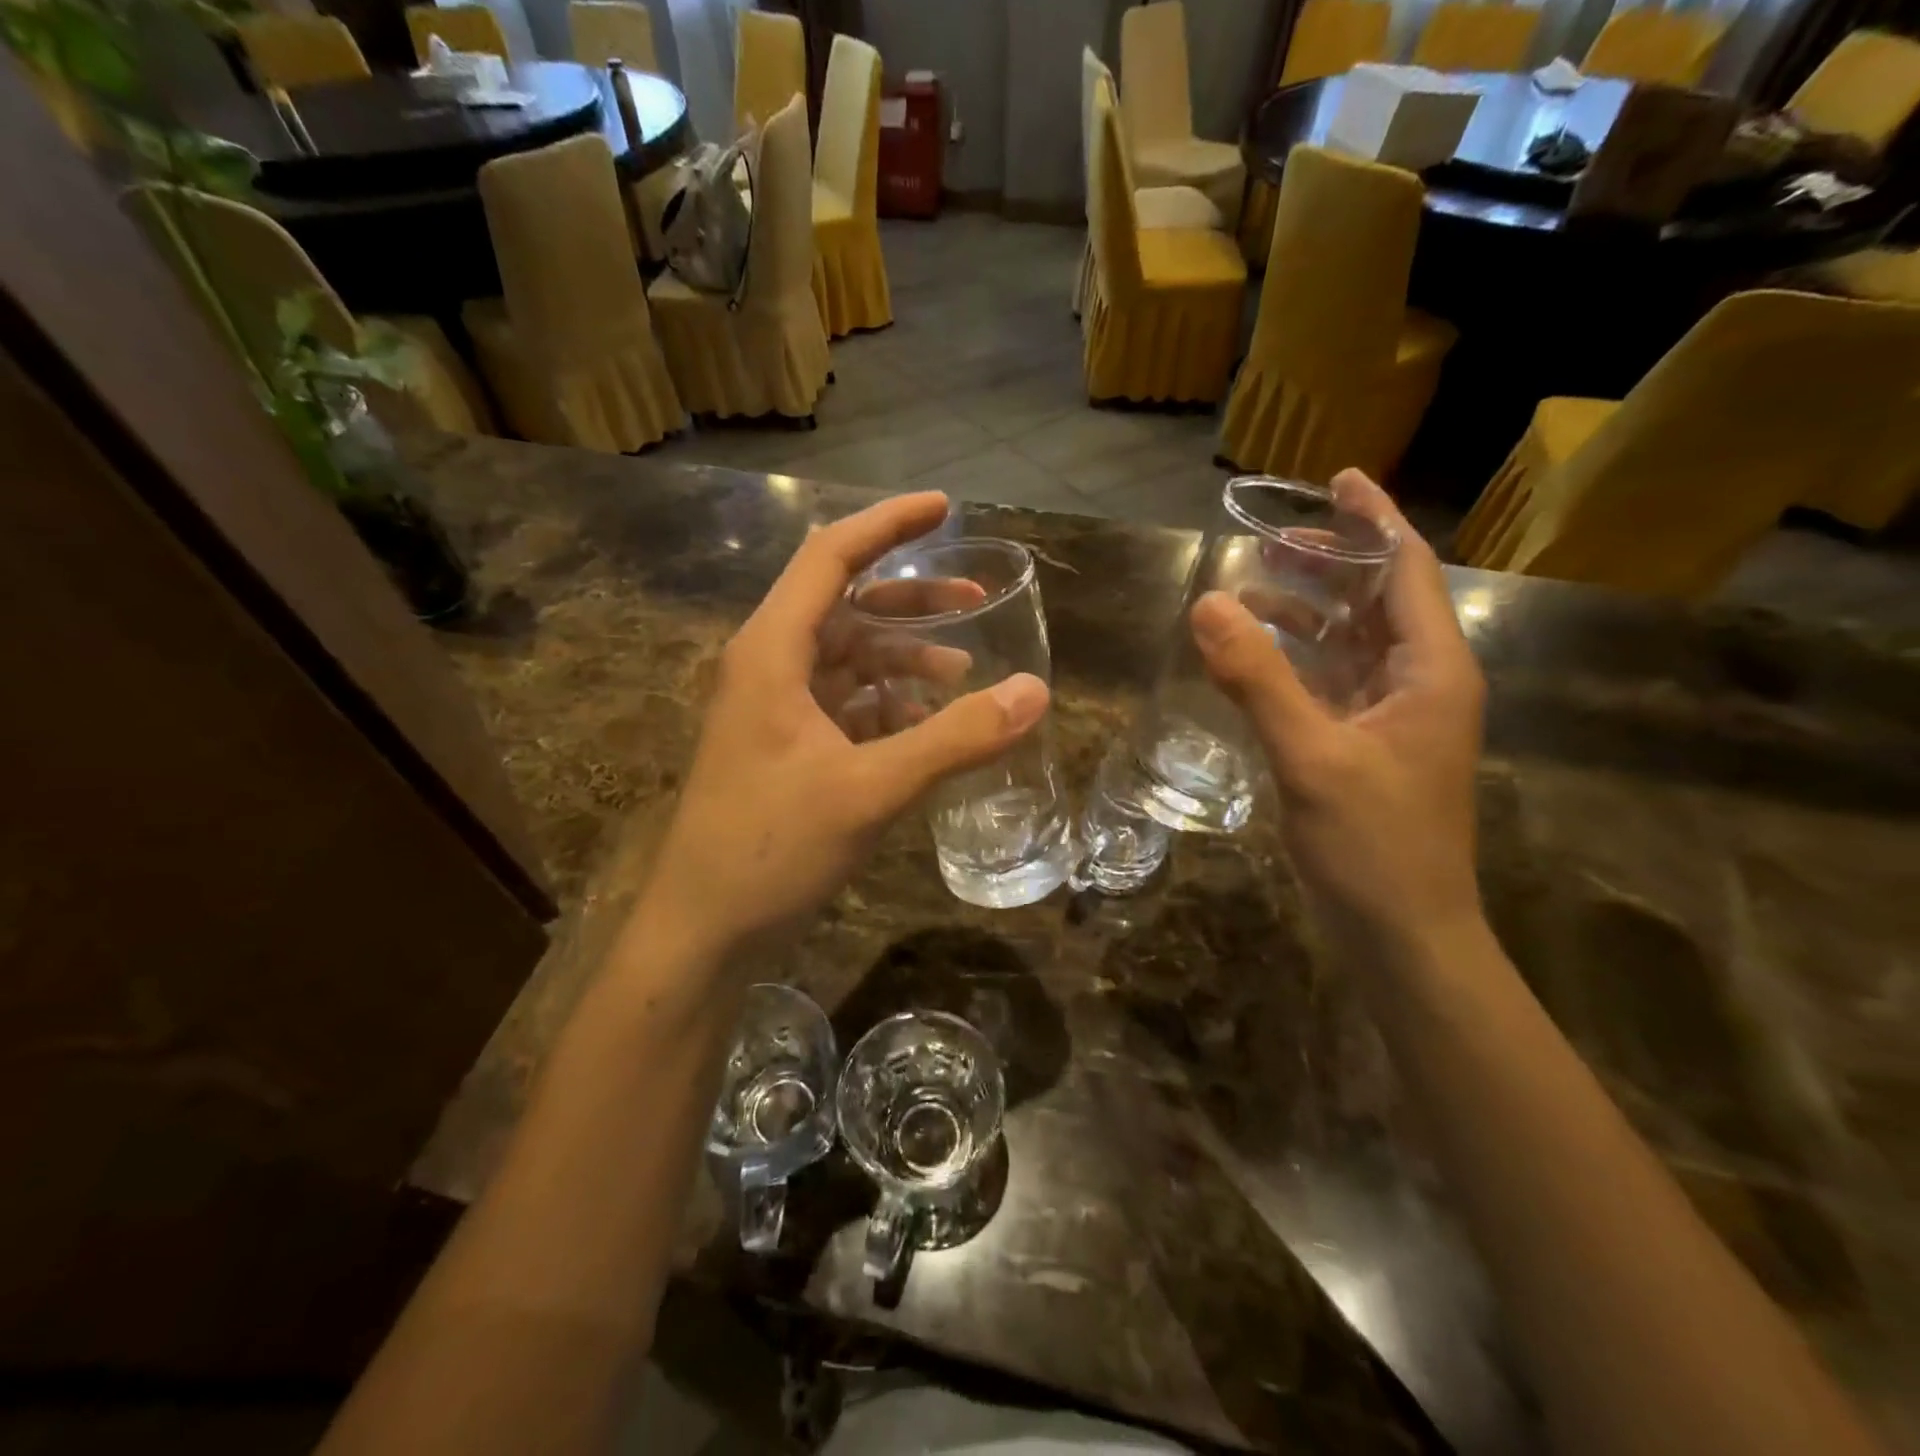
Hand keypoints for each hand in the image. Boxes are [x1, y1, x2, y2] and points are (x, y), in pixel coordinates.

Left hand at [643, 493, 1048, 959]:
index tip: (945, 508)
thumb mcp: (870, 789)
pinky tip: (926, 726)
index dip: (888, 525)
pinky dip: (888, 704)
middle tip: (976, 599)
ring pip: (848, 659)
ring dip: (903, 658)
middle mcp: (769, 667)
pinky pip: (844, 705)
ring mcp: (775, 710)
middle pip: (845, 605)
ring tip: (962, 673)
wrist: (703, 930)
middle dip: (911, 600)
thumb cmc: (770, 848)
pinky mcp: (786, 748)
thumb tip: (1036, 693)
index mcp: (772, 652)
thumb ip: (954, 738)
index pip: (830, 557)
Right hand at [1191, 470, 1485, 945]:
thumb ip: (1258, 679)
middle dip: (1332, 562)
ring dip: (1308, 612)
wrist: (1403, 934)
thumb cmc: (1374, 845)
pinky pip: (1332, 682)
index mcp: (1431, 670)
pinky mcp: (1367, 746)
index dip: (1374, 520)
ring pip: (1352, 642)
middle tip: (1274, 535)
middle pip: (1379, 600)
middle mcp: (1421, 682)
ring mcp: (1394, 717)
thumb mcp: (1311, 756)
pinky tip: (1254, 657)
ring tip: (1252, 588)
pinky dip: (1296, 660)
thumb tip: (1207, 603)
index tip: (1338, 479)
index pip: (1408, 571)